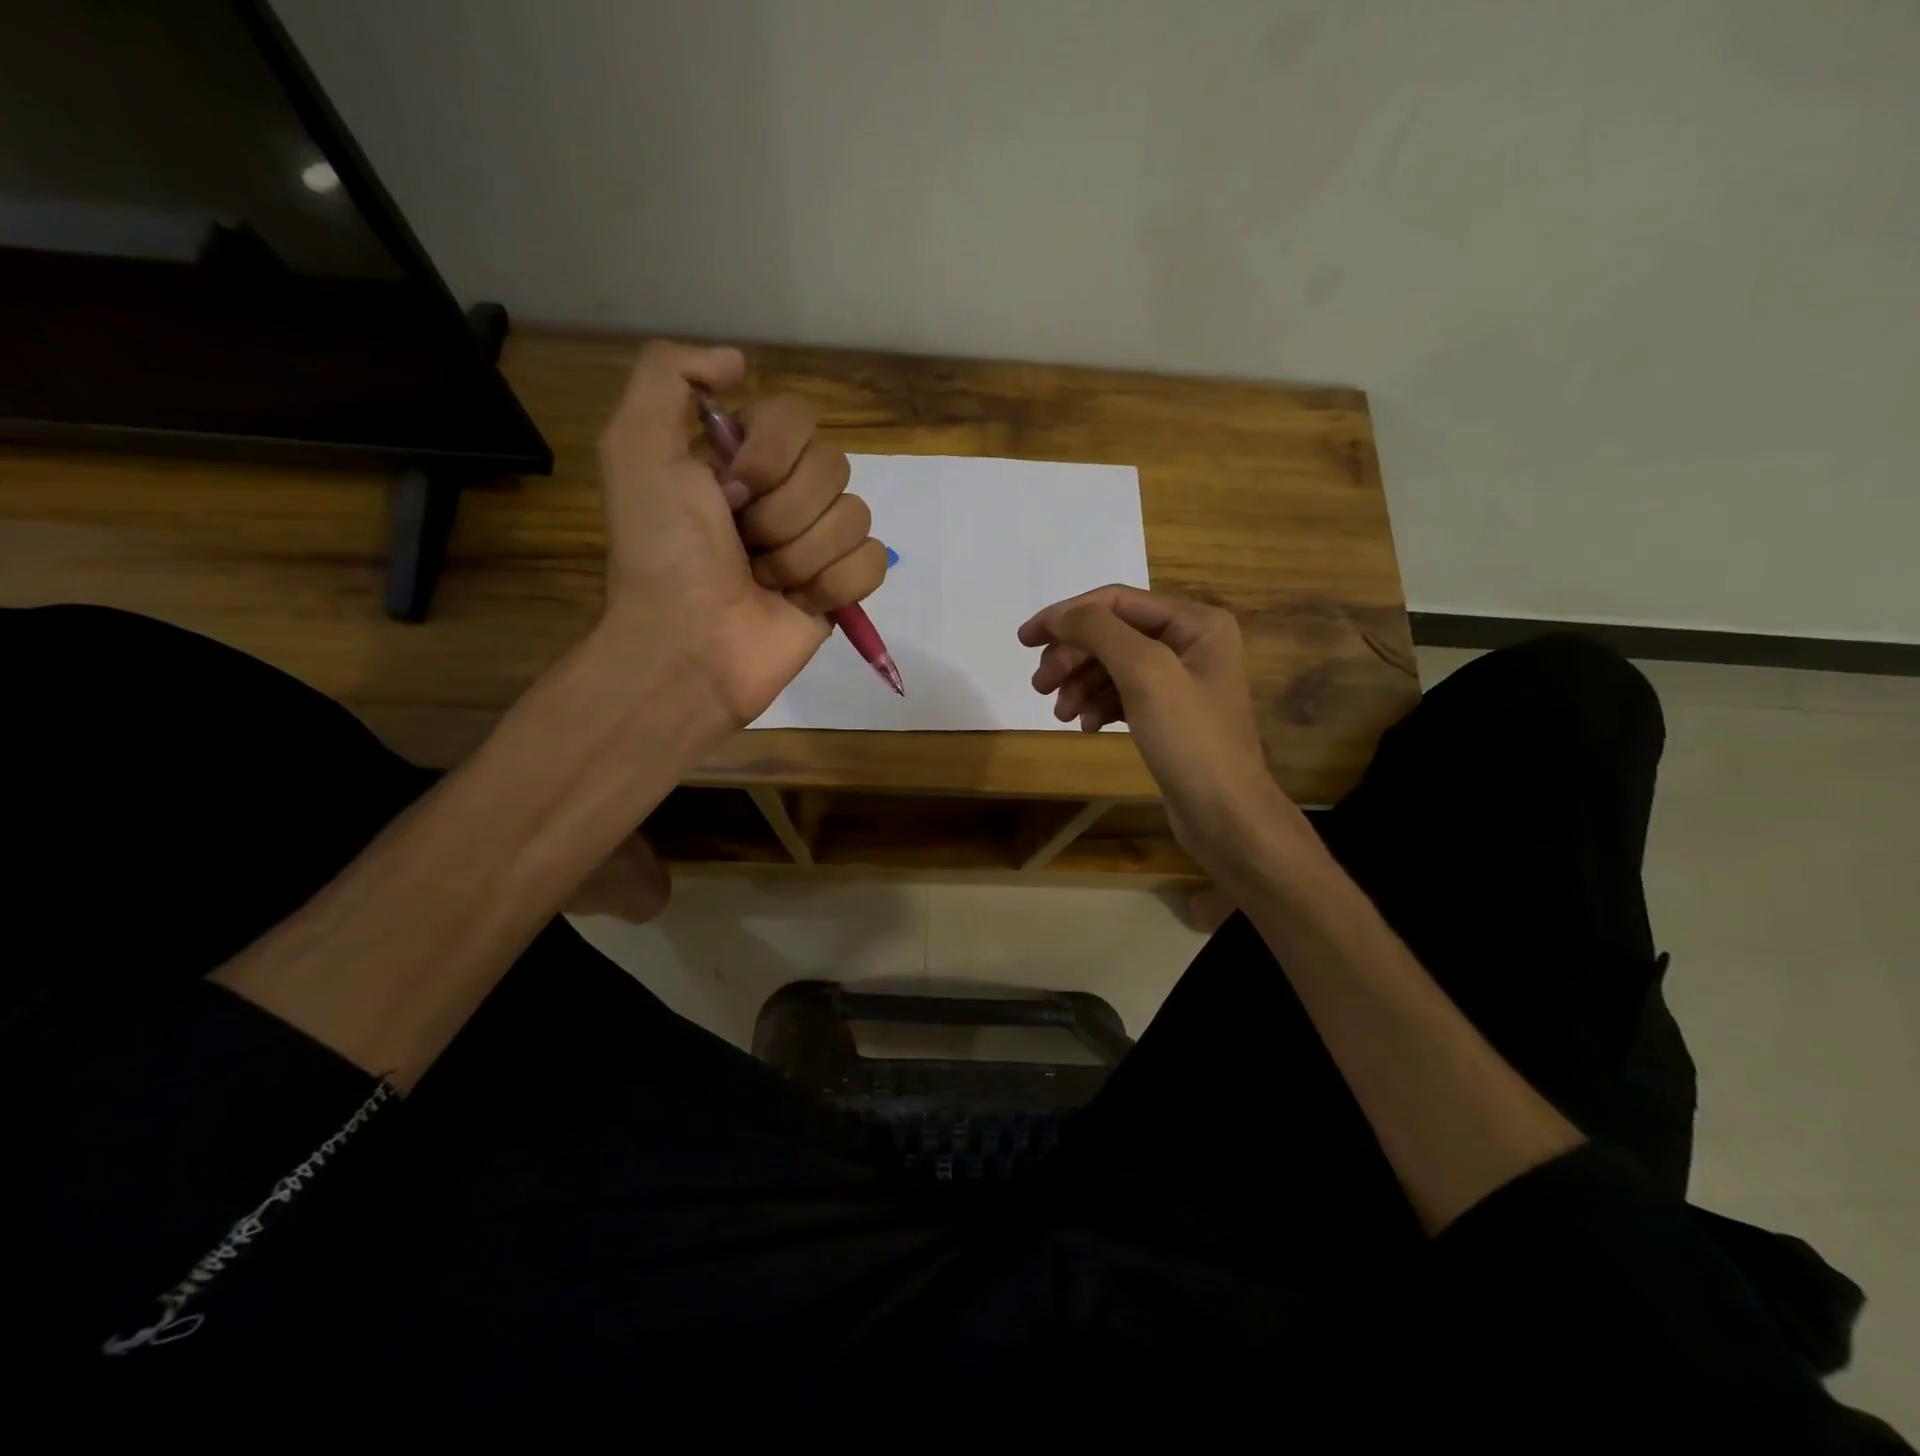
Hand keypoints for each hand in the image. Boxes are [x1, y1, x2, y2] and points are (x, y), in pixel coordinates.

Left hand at [596, 340, 888, 733]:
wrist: (688, 645)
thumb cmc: (662, 553)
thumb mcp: (635, 448)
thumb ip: (668, 376)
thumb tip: (738, 361)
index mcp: (742, 457)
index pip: (797, 418)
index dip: (769, 455)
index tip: (728, 491)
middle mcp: (785, 493)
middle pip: (833, 467)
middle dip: (782, 513)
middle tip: (743, 545)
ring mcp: (817, 542)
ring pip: (855, 516)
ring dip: (801, 555)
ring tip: (764, 581)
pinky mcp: (842, 587)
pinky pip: (873, 561)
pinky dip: (836, 584)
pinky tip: (800, 603)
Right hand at [1018, 586, 1303, 868]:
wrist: (1224, 815)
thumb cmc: (1190, 739)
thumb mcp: (1145, 673)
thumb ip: (1100, 632)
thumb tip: (1060, 615)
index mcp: (1195, 622)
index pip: (1115, 602)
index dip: (1066, 616)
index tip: (1025, 640)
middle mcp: (1190, 642)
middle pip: (1111, 634)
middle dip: (1072, 657)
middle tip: (1040, 687)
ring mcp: (1179, 679)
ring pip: (1111, 666)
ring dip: (1079, 685)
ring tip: (1061, 714)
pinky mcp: (1167, 713)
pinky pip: (1121, 695)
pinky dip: (1098, 706)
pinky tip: (1087, 727)